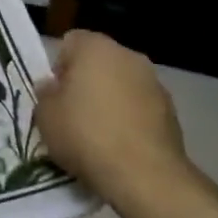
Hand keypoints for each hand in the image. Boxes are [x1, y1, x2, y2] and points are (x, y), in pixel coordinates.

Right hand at [34, 30, 190, 212]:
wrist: (144, 175)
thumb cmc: (86, 135)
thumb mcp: (46, 117)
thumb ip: (46, 95)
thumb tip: (52, 87)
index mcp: (95, 47)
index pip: (70, 42)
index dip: (59, 67)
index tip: (56, 95)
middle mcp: (128, 55)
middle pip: (99, 62)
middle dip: (87, 82)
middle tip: (73, 114)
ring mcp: (154, 82)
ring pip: (123, 84)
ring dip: (112, 100)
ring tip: (99, 135)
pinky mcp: (172, 111)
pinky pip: (141, 107)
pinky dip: (131, 119)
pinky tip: (122, 146)